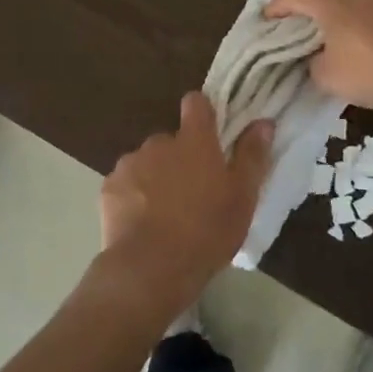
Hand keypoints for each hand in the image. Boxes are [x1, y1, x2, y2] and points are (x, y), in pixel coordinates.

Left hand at [96, 94, 272, 319]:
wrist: (150, 268)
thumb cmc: (206, 231)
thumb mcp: (242, 198)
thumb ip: (252, 156)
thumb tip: (263, 122)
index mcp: (194, 141)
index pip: (196, 103)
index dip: (203, 112)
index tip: (210, 132)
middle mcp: (159, 142)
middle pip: (171, 140)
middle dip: (180, 158)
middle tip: (193, 193)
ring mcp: (130, 163)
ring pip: (147, 163)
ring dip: (156, 177)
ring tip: (165, 214)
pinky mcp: (109, 187)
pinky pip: (125, 184)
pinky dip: (133, 196)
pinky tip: (142, 224)